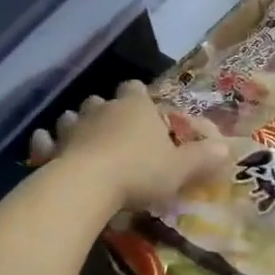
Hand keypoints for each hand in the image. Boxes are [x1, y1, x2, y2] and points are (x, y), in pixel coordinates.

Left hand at [27, 81, 229, 212]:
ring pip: (72, 117)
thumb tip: (228, 148)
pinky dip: (48, 145)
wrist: (87, 186)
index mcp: (136, 107)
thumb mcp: (180, 169)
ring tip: (85, 143)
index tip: (144, 111)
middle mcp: (102, 109)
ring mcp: (72, 127)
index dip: (139, 97)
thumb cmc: (140, 171)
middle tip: (116, 133)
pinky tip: (51, 153)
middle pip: (101, 100)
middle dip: (106, 111)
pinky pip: (45, 141)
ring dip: (77, 126)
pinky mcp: (50, 149)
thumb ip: (203, 158)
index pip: (136, 88)